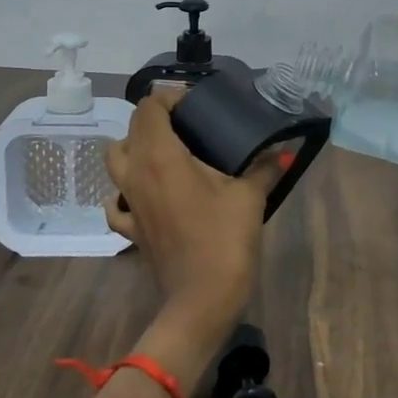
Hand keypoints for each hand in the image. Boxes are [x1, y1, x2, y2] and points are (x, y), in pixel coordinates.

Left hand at [104, 89, 278, 354]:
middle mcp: (135, 173)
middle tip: (188, 126)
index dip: (169, 97)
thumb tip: (281, 150)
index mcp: (160, 156)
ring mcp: (128, 203)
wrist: (202, 300)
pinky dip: (126, 191)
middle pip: (130, 130)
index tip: (196, 104)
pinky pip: (117, 202)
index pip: (149, 108)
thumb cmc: (224, 240)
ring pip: (115, 162)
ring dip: (135, 150)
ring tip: (168, 154)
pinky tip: (148, 195)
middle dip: (155, 120)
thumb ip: (264, 167)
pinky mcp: (130, 230)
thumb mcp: (250, 197)